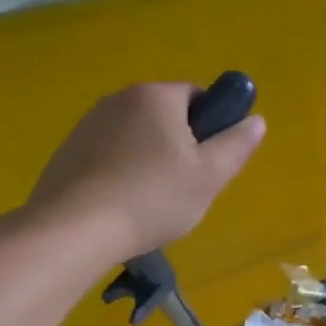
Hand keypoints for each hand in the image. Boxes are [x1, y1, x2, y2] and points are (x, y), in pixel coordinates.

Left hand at [23, 82, 265, 264]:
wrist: (75, 229)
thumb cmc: (153, 197)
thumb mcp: (210, 176)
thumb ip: (236, 145)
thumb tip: (256, 120)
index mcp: (156, 96)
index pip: (198, 96)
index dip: (213, 127)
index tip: (213, 163)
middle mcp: (119, 98)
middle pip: (167, 116)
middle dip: (182, 147)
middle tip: (189, 188)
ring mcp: (89, 124)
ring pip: (138, 137)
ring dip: (152, 161)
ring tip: (155, 202)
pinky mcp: (69, 151)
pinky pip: (111, 155)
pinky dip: (124, 174)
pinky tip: (125, 205)